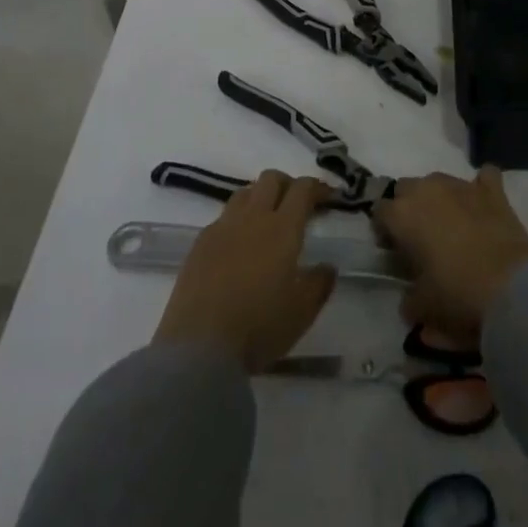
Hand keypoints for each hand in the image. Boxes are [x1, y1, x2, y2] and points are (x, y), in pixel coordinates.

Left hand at [153, 171, 336, 371]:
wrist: (199, 347)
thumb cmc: (258, 327)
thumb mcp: (301, 313)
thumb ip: (319, 284)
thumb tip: (328, 267)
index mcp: (282, 228)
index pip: (302, 189)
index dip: (317, 186)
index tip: (328, 196)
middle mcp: (253, 217)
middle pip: (271, 179)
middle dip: (288, 184)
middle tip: (296, 205)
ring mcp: (223, 227)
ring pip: (245, 193)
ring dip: (260, 197)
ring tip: (266, 221)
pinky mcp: (200, 242)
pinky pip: (223, 217)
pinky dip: (237, 221)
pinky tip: (238, 246)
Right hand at [374, 166, 527, 336]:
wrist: (512, 287)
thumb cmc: (458, 296)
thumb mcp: (423, 309)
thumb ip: (409, 299)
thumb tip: (410, 298)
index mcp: (403, 214)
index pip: (379, 211)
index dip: (384, 230)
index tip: (393, 251)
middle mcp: (428, 189)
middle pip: (406, 188)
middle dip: (408, 207)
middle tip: (419, 238)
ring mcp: (461, 185)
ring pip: (439, 180)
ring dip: (439, 198)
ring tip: (451, 226)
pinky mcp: (493, 190)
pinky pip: (484, 178)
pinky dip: (481, 188)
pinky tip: (483, 205)